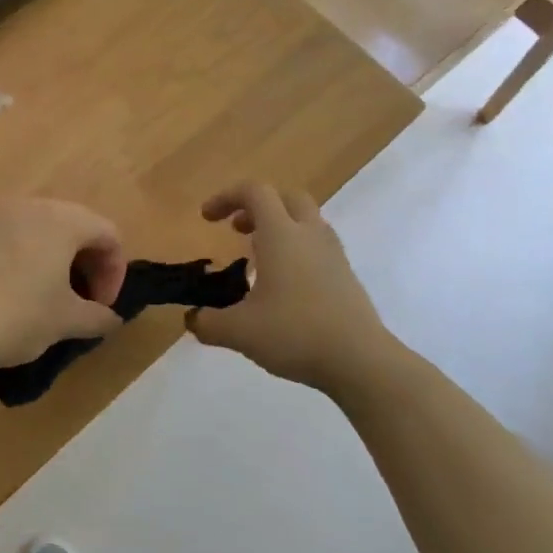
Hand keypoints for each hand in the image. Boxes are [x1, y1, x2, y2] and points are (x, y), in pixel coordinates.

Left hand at [0, 198, 126, 371]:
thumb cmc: (15, 315)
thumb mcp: (65, 321)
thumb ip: (97, 317)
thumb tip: (111, 319)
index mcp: (61, 220)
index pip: (108, 233)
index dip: (115, 272)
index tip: (102, 307)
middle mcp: (27, 207)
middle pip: (72, 226)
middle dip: (84, 264)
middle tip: (80, 302)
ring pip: (36, 232)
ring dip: (51, 263)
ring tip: (45, 301)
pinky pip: (4, 241)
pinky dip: (19, 263)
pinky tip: (7, 298)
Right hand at [186, 183, 385, 391]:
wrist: (359, 360)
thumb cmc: (295, 333)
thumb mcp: (239, 332)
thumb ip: (209, 323)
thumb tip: (193, 321)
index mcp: (281, 235)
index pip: (254, 192)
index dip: (226, 197)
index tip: (207, 218)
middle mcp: (309, 235)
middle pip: (287, 198)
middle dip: (257, 207)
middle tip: (237, 230)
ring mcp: (333, 254)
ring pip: (306, 221)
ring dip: (280, 228)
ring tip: (258, 259)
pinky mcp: (346, 276)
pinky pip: (318, 246)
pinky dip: (297, 251)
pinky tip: (284, 286)